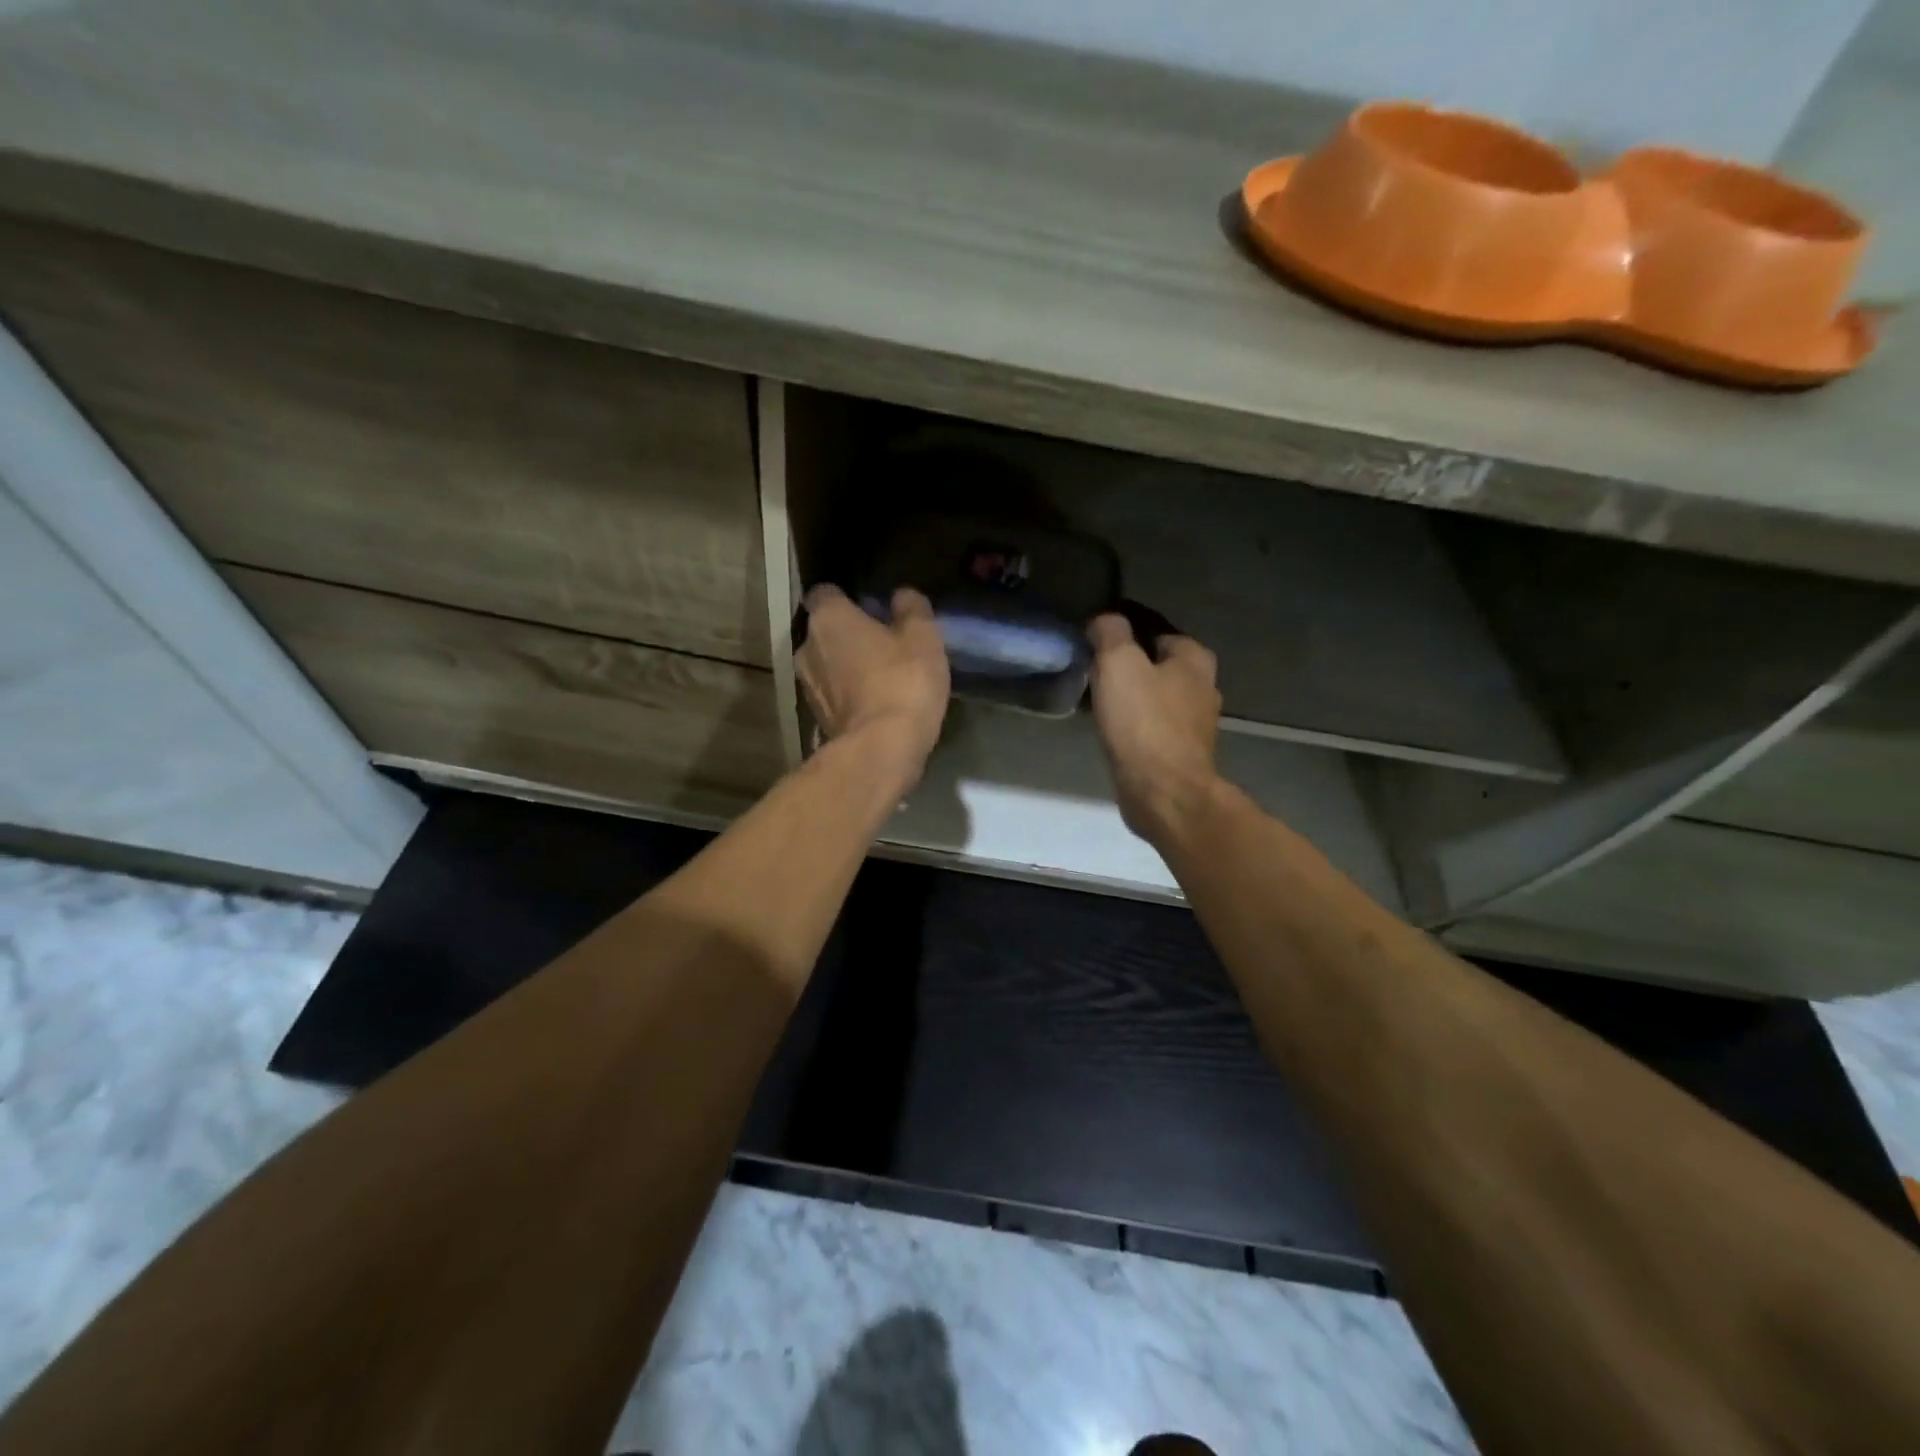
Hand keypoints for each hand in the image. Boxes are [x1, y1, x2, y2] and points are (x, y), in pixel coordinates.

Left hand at [798, 585, 950, 787]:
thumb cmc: (903, 681)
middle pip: (825, 631)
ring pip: (827, 665)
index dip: (848, 598)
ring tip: (880, 676)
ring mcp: (808, 686)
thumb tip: (902, 596)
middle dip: (848, 634)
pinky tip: (875, 703)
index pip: (826, 593)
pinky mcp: (816, 718)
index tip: (872, 608)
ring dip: (847, 667)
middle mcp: (807, 647)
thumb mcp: (923, 637)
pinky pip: (833, 695)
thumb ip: (912, 609)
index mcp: (828, 618)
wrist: (882, 749)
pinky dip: (849, 695)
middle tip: (882, 642)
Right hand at [1087, 613, 1221, 848]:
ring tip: (1098, 698)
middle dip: (1130, 665)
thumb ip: (1110, 632)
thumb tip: (1104, 620)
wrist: (1163, 792)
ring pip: (1156, 697)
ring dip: (1132, 696)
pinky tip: (1112, 729)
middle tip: (1094, 669)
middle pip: (1159, 665)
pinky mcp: (1181, 754)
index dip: (1126, 631)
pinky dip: (1134, 724)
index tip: (1096, 639)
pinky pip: (1152, 727)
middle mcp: (1203, 687)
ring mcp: (1195, 725)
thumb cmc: (1144, 722)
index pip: (1157, 630)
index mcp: (1194, 659)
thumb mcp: (1118, 663)